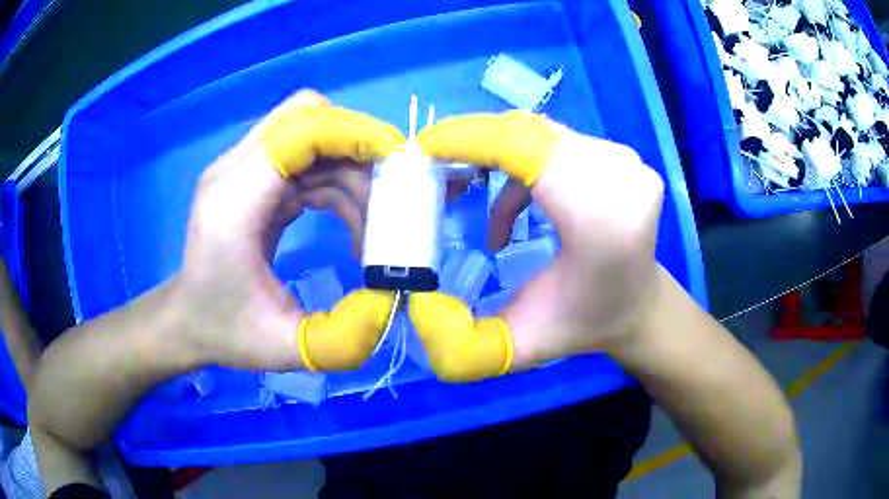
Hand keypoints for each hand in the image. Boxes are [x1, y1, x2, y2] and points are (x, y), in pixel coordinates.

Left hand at [173, 90, 403, 370]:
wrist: (188, 320)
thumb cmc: (227, 331)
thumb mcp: (286, 347)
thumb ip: (346, 333)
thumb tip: (395, 298)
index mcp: (232, 203)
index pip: (295, 130)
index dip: (351, 134)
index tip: (395, 163)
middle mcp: (232, 171)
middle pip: (306, 117)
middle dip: (356, 149)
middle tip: (387, 201)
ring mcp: (241, 169)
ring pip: (312, 135)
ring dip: (350, 171)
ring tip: (367, 229)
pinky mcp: (253, 178)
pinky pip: (305, 157)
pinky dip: (336, 180)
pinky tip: (348, 221)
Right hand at [411, 111, 664, 380]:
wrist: (638, 306)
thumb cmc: (583, 325)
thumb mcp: (519, 346)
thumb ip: (463, 343)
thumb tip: (419, 307)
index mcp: (602, 222)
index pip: (528, 151)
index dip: (472, 140)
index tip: (425, 149)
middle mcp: (621, 180)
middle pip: (530, 136)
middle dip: (475, 143)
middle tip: (436, 166)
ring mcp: (628, 164)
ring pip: (541, 135)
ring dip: (497, 153)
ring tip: (469, 187)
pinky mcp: (624, 157)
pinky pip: (559, 143)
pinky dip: (525, 164)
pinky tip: (516, 204)